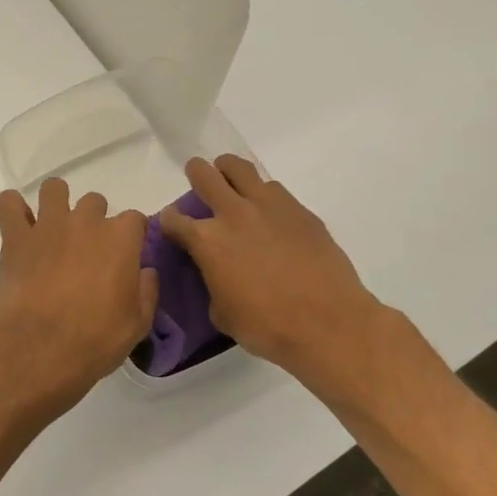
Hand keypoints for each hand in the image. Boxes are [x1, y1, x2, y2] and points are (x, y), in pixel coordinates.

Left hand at [0, 179, 158, 410]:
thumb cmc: (97, 340)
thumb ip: (146, 290)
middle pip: (94, 202)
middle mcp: (86, 221)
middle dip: (92, 221)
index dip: (130, 237)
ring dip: (55, 203)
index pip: (134, 219)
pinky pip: (8, 204)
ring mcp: (48, 225)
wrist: (42, 350)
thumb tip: (145, 271)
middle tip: (84, 251)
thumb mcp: (138, 323)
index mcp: (121, 239)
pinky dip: (12, 209)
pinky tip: (18, 225)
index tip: (124, 256)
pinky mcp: (16, 238)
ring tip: (52, 230)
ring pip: (53, 189)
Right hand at [159, 156, 382, 383]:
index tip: (171, 226)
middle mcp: (234, 214)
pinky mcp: (300, 210)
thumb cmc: (266, 326)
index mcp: (207, 241)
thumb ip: (213, 283)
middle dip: (196, 174)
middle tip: (198, 180)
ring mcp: (270, 207)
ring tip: (233, 185)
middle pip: (205, 175)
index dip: (169, 222)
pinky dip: (263, 195)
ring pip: (241, 169)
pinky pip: (274, 189)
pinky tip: (268, 214)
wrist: (327, 323)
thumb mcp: (222, 313)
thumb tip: (218, 275)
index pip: (174, 219)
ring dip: (230, 173)